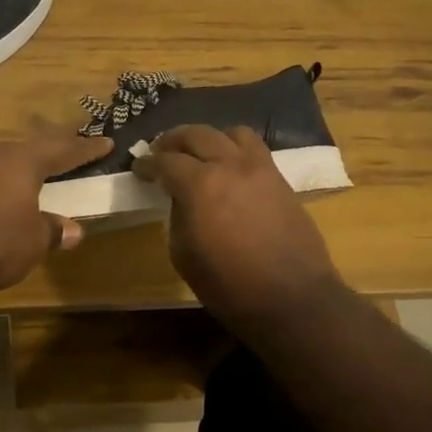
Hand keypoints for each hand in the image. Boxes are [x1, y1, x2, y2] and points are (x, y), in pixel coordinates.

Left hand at [0, 129, 112, 297]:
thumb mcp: (33, 241)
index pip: (62, 150)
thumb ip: (52, 230)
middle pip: (27, 148)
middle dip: (48, 152)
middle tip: (66, 152)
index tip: (105, 142)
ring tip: (23, 175)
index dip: (86, 149)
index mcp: (22, 161)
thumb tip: (72, 230)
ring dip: (12, 167)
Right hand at [133, 125, 344, 320]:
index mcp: (199, 185)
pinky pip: (254, 147)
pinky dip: (234, 147)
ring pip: (229, 133)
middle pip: (196, 134)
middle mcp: (229, 165)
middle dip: (172, 140)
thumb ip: (178, 216)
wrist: (293, 299)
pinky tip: (228, 166)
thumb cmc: (230, 286)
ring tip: (199, 154)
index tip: (138, 167)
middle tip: (160, 152)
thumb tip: (181, 198)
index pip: (165, 161)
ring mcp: (259, 168)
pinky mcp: (279, 178)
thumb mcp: (184, 255)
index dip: (147, 163)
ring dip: (208, 138)